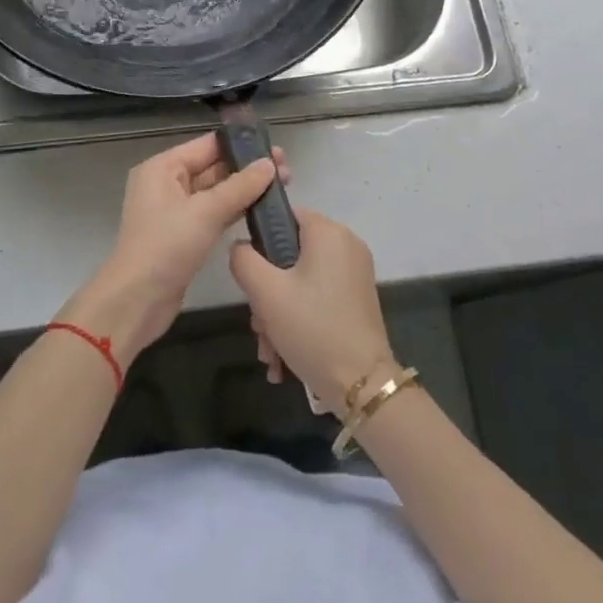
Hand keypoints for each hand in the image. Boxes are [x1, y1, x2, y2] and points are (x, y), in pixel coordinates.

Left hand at [62, 133, 282, 363]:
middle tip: (286, 169)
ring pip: (216, 192)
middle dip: (247, 168)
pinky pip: (214, 214)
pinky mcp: (185, 235)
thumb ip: (240, 186)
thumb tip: (269, 164)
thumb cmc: (166, 247)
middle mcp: (167, 184)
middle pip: (213, 168)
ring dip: (245, 190)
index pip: (207, 146)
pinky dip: (235, 210)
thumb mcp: (205, 212)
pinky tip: (262, 210)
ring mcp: (176, 211)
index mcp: (163, 168)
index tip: (274, 147)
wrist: (137, 302)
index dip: (241, 145)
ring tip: (282, 186)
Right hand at [230, 209, 395, 416]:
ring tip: (270, 352)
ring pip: (301, 281)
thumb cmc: (312, 328)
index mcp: (328, 232)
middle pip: (289, 255)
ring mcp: (354, 274)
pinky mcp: (357, 300)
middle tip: (259, 326)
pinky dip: (299, 320)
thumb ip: (244, 259)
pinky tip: (284, 357)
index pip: (284, 216)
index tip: (252, 278)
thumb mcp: (265, 292)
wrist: (362, 385)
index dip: (260, 241)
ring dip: (278, 314)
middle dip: (267, 293)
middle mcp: (346, 245)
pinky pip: (318, 297)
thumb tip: (241, 247)